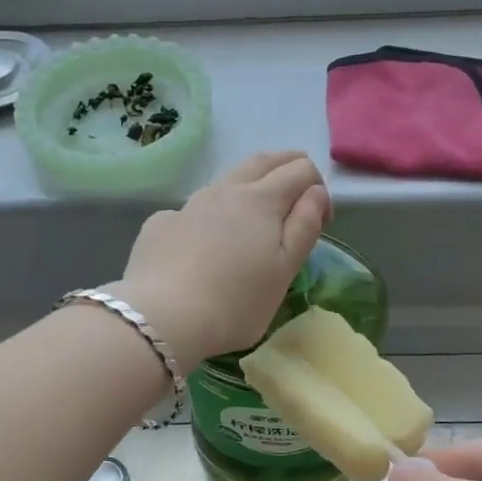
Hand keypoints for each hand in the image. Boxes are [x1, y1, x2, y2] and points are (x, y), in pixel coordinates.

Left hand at [111, 151, 329, 366]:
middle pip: (261, 162)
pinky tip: (202, 244)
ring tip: (253, 214)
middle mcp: (224, 191)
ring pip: (224, 182)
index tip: (321, 222)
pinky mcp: (159, 225)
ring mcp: (187, 206)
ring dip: (246, 187)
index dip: (318, 189)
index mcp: (261, 200)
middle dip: (285, 166)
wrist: (161, 318)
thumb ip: (304, 227)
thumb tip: (315, 193)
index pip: (300, 171)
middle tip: (297, 185)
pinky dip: (207, 217)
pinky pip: (190, 212)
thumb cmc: (235, 303)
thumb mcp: (284, 271)